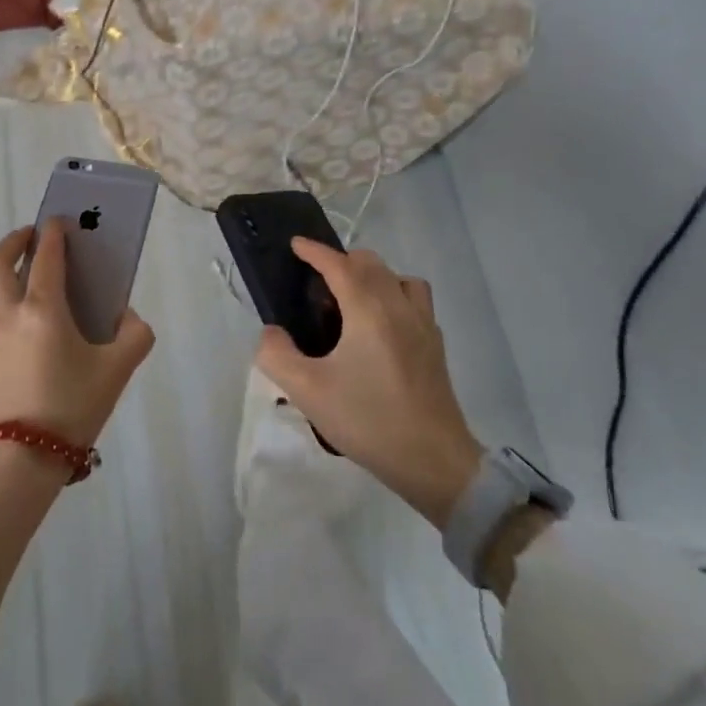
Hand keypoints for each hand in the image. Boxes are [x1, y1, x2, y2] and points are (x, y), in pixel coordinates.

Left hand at [0, 223, 154, 452]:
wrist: (17, 462)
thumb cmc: (70, 409)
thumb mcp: (117, 372)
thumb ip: (134, 336)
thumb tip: (127, 317)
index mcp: (42, 308)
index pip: (45, 256)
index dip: (53, 233)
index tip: (60, 221)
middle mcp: (6, 311)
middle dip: (16, 241)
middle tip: (34, 238)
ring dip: (1, 266)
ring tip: (22, 271)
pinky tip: (13, 313)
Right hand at [256, 239, 482, 528]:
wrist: (433, 461)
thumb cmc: (368, 420)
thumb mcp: (308, 391)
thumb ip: (277, 355)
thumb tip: (270, 332)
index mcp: (369, 309)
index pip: (339, 264)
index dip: (314, 251)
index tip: (295, 244)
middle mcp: (399, 306)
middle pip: (371, 263)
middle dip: (342, 262)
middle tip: (317, 285)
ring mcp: (423, 325)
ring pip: (399, 278)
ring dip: (374, 277)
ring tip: (353, 301)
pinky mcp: (435, 346)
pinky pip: (415, 301)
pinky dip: (395, 297)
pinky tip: (382, 327)